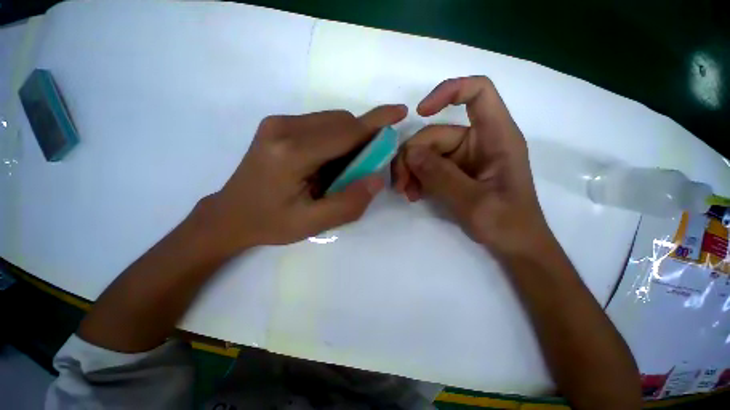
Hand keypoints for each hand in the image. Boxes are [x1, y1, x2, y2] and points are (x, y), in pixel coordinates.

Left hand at [201, 106, 407, 254]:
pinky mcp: (277, 125)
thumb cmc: (270, 223)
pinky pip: (319, 124)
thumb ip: (348, 203)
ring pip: (331, 121)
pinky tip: (325, 163)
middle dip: (362, 139)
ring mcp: (278, 123)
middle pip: (340, 122)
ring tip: (339, 170)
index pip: (346, 132)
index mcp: (292, 153)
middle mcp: (283, 128)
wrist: (230, 215)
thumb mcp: (312, 223)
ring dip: (347, 140)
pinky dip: (333, 139)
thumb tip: (376, 179)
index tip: (399, 112)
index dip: (376, 123)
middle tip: (362, 168)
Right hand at [392, 76, 551, 256]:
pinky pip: (428, 167)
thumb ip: (441, 176)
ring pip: (427, 152)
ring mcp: (463, 159)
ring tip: (406, 193)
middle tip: (400, 183)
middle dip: (412, 156)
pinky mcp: (454, 173)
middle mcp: (478, 142)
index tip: (420, 113)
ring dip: (411, 170)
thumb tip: (410, 154)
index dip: (449, 92)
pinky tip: (413, 194)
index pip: (478, 92)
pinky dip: (417, 179)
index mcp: (497, 137)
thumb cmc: (506, 224)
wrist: (513, 246)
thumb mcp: (473, 202)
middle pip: (436, 133)